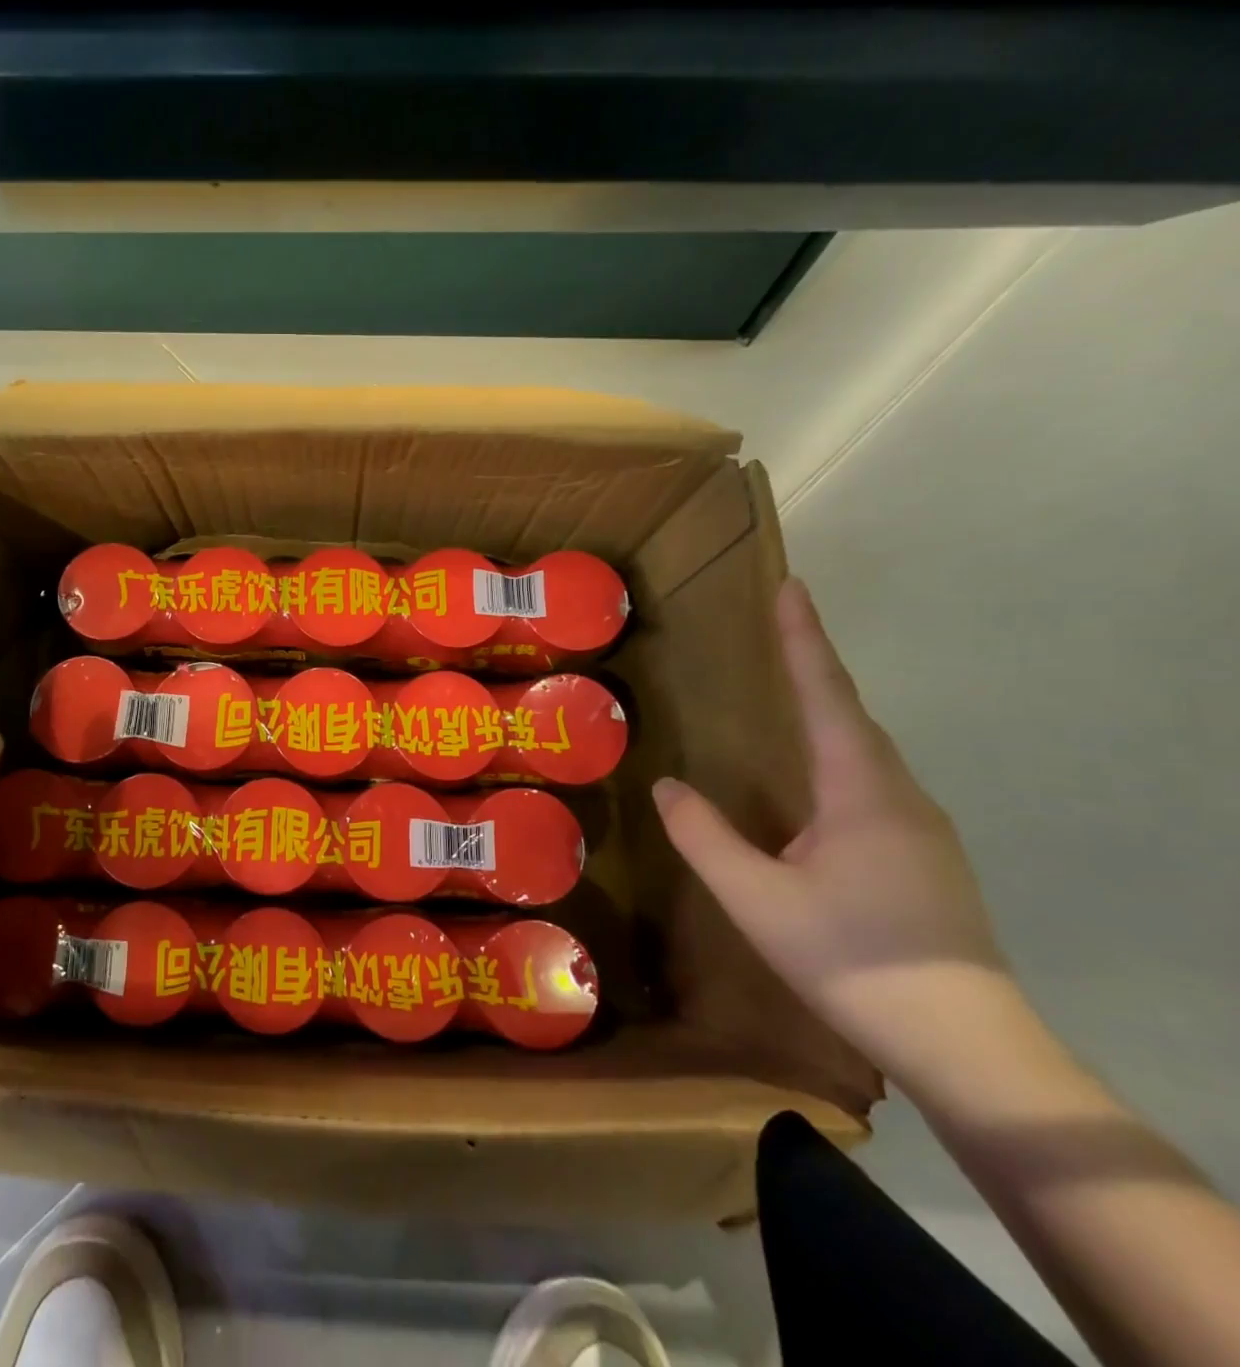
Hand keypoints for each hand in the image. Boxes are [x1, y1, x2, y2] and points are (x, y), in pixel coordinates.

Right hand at [652, 576, 1014, 1096]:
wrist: (961, 1041)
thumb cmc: (850, 956)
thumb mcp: (754, 897)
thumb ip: (704, 836)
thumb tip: (667, 786)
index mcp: (861, 792)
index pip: (827, 696)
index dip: (804, 640)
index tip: (791, 588)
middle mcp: (899, 796)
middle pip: (850, 716)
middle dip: (813, 668)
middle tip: (777, 631)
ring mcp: (918, 828)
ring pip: (863, 754)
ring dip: (824, 714)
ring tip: (784, 697)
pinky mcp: (923, 857)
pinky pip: (869, 784)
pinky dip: (834, 758)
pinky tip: (809, 785)